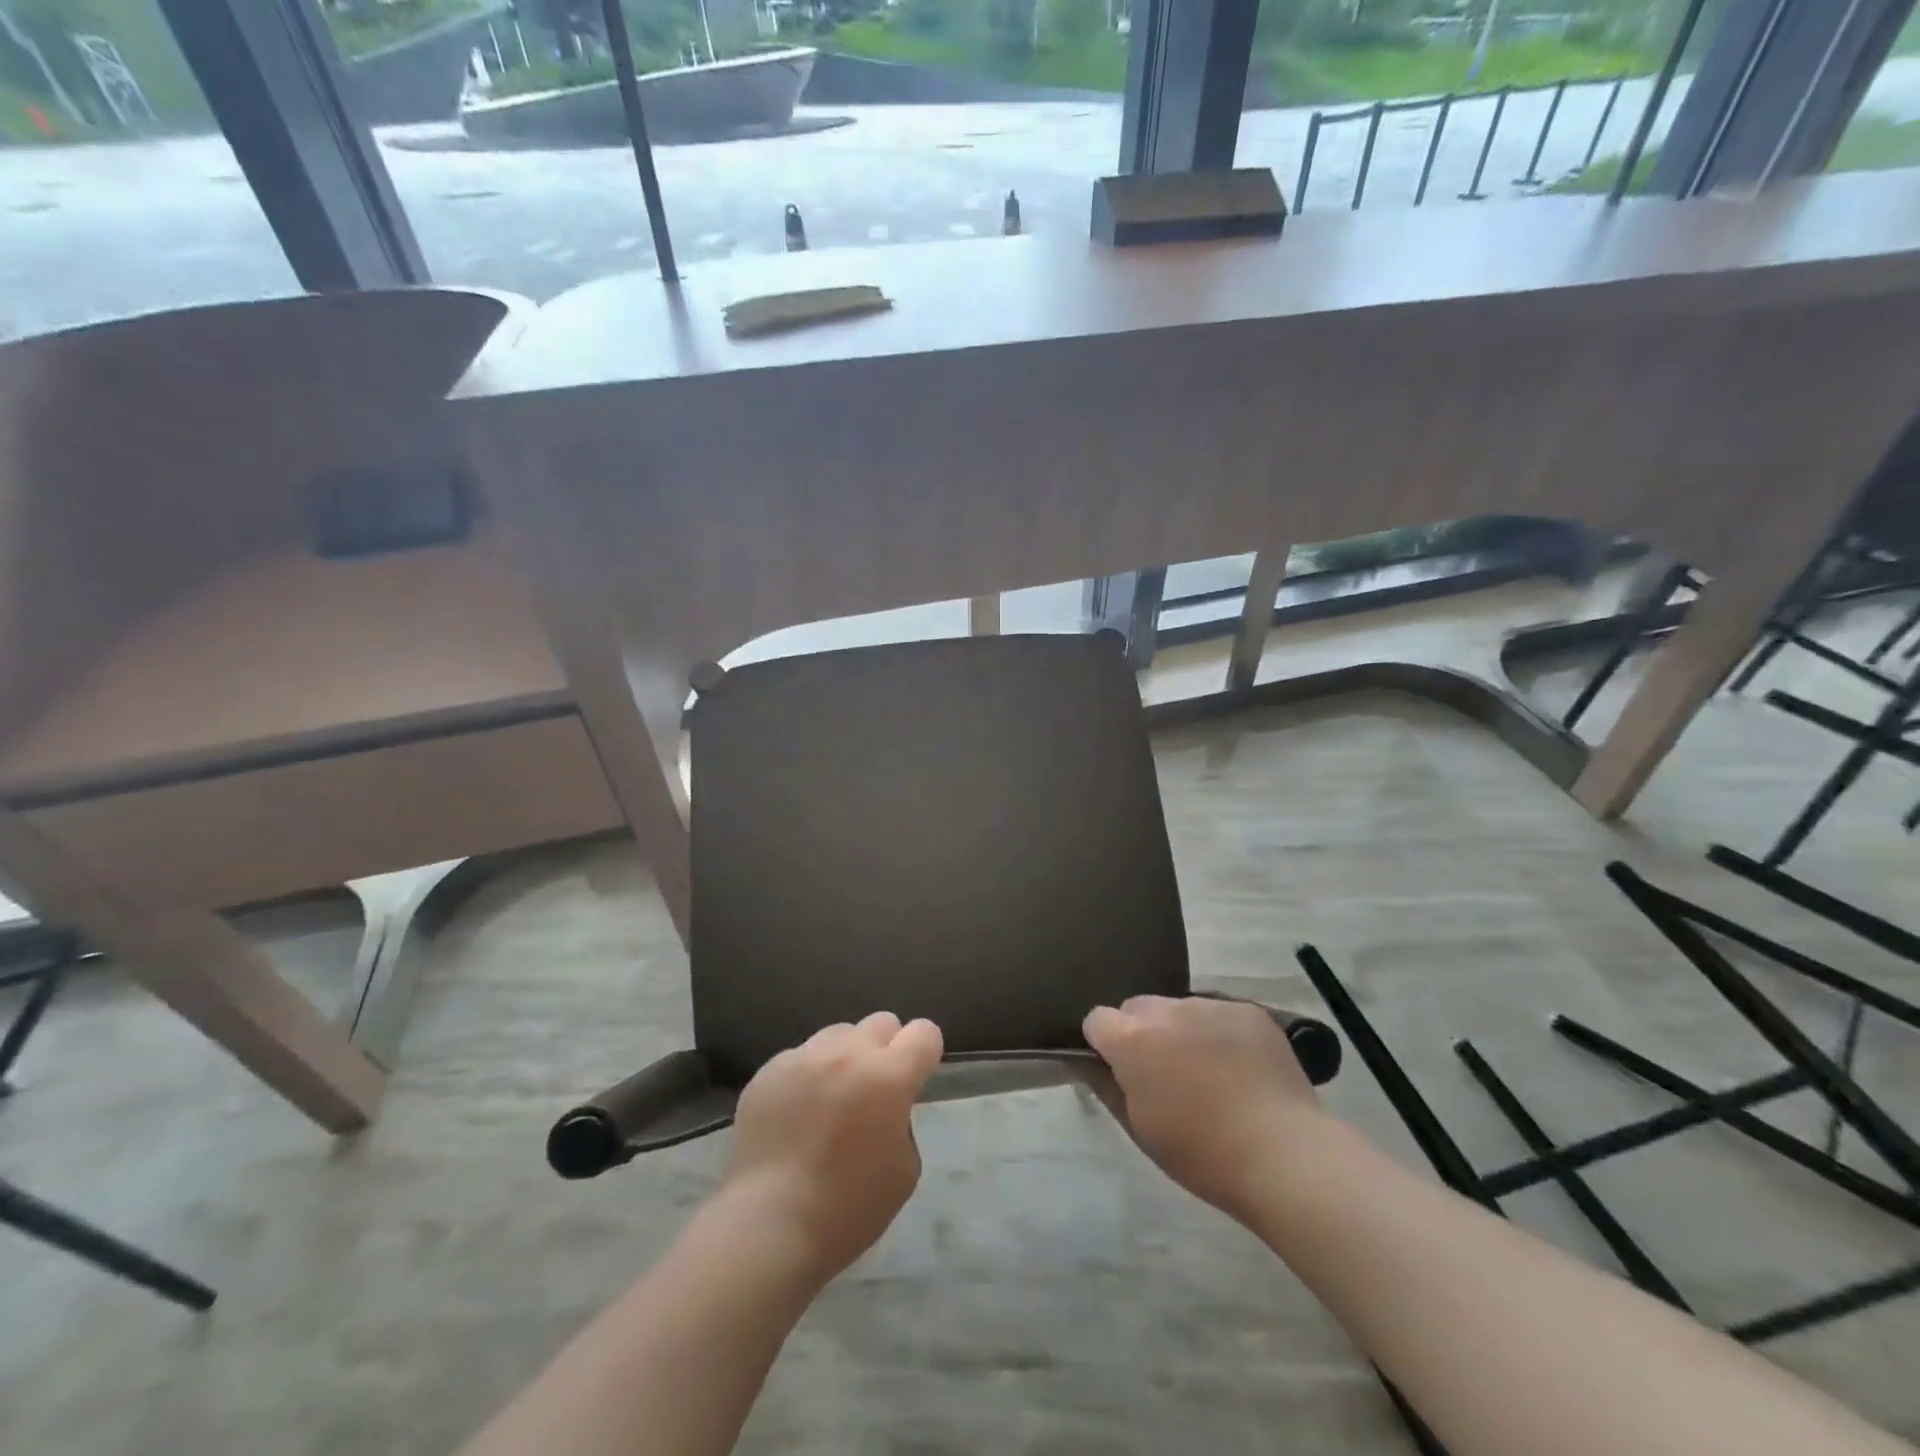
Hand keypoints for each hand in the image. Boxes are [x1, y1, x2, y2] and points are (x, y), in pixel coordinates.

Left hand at [721, 1011, 943, 1285]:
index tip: (915, 1076)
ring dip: (846, 1055)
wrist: (769, 1225)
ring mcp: (805, 1056)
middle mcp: (849, 1053)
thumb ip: (903, 1120)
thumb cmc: (848, 1209)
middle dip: (886, 1048)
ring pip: (839, 1033)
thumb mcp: (904, 1170)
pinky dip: (808, 1074)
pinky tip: (796, 1113)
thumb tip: (887, 1104)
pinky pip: (801, 1056)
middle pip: (881, 1022)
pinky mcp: (770, 1069)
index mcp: (889, 1076)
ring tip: (832, 1096)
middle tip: (874, 1088)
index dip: (924, 1053)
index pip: (924, 1032)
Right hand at [1084, 995, 1322, 1221]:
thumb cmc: (1202, 1154)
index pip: (1098, 1019)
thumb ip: (1108, 1089)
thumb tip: (1090, 1066)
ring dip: (1182, 1031)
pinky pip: (1219, 1013)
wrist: (1283, 1155)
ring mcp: (1210, 1005)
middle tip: (1166, 1074)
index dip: (1104, 1045)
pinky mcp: (1247, 1010)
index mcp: (1133, 1040)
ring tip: (1210, 1073)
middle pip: (1138, 1008)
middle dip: (1142, 1032)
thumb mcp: (1140, 1130)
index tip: (1121, 1072)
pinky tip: (1241, 1068)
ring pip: (1179, 1008)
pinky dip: (1220, 1033)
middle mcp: (1166, 1010)